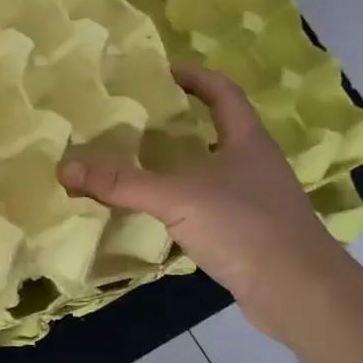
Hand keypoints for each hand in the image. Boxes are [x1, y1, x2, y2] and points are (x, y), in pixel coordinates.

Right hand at [59, 63, 353, 343]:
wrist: (298, 292)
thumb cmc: (244, 227)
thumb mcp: (176, 198)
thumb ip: (120, 184)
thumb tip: (64, 168)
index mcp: (247, 141)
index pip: (223, 93)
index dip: (195, 77)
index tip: (163, 70)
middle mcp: (255, 164)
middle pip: (218, 128)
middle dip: (180, 119)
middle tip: (138, 115)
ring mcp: (255, 199)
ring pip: (212, 167)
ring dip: (180, 160)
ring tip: (139, 158)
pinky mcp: (248, 231)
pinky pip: (208, 202)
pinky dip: (182, 197)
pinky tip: (157, 208)